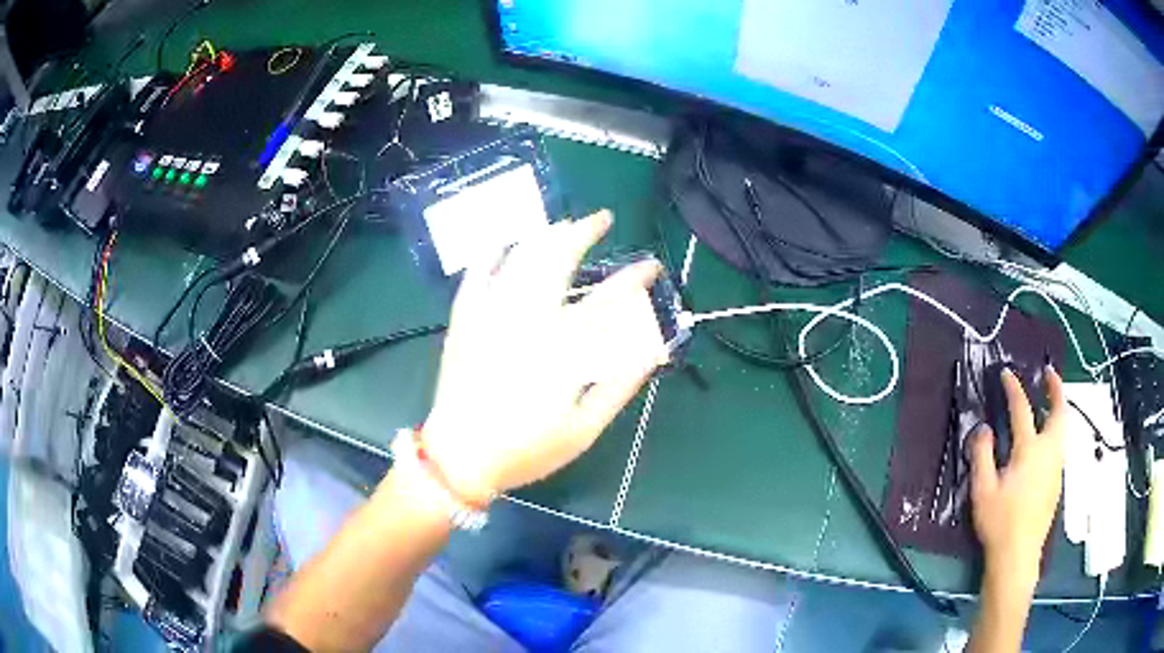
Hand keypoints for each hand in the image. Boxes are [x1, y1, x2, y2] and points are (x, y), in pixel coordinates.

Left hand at [419, 210, 669, 504]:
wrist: (460, 458)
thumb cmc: (526, 449)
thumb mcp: (583, 428)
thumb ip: (618, 385)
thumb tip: (650, 348)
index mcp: (560, 348)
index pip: (606, 301)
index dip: (633, 279)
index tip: (651, 265)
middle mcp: (525, 321)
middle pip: (557, 261)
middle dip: (583, 232)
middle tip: (602, 218)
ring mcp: (490, 316)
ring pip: (519, 259)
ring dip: (544, 235)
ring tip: (563, 224)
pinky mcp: (464, 322)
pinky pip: (475, 276)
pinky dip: (489, 254)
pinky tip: (502, 242)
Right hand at [970, 365, 1064, 590]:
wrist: (1018, 556)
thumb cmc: (999, 522)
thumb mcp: (983, 490)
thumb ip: (982, 455)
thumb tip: (984, 428)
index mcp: (1029, 450)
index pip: (1022, 409)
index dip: (1014, 389)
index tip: (1007, 373)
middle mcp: (1048, 452)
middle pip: (1059, 412)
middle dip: (1056, 388)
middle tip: (1049, 373)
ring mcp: (1056, 468)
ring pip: (1063, 429)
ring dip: (1058, 409)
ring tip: (1050, 402)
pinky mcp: (1056, 483)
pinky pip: (1060, 447)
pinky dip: (1056, 431)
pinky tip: (1046, 442)